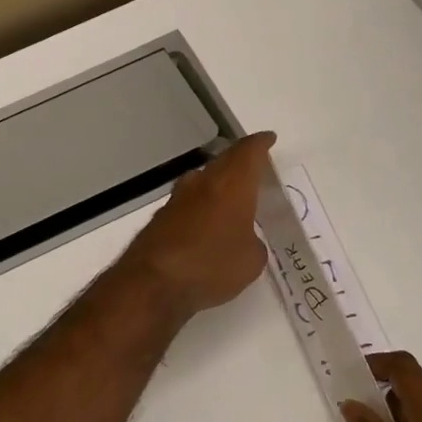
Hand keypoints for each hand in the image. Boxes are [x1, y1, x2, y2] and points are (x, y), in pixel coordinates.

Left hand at [123, 132, 276, 319]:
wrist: (153, 282)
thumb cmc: (212, 264)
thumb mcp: (251, 260)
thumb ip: (254, 243)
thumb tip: (244, 240)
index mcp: (232, 183)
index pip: (248, 151)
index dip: (260, 144)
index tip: (268, 139)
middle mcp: (203, 182)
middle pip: (224, 161)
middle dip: (240, 162)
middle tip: (254, 169)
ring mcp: (177, 198)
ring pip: (203, 180)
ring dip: (217, 183)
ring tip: (231, 195)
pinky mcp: (160, 217)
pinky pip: (188, 203)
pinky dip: (201, 206)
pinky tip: (206, 222)